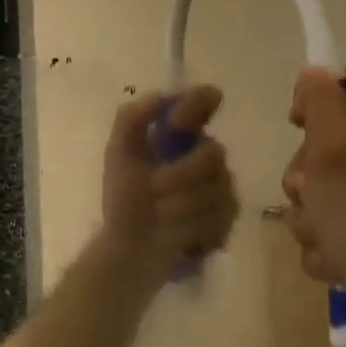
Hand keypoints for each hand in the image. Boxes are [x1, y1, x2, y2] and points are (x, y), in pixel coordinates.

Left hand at [100, 86, 239, 290]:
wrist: (129, 250)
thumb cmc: (124, 199)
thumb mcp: (118, 156)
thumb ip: (131, 121)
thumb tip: (158, 96)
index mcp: (182, 134)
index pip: (204, 100)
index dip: (198, 104)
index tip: (176, 122)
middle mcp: (206, 155)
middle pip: (213, 153)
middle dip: (180, 174)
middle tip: (154, 189)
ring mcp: (221, 187)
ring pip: (216, 190)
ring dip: (180, 207)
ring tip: (159, 218)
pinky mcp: (227, 220)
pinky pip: (219, 219)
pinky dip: (190, 229)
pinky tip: (175, 236)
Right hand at [281, 68, 345, 303]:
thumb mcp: (332, 149)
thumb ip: (321, 102)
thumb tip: (314, 71)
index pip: (342, 84)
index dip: (313, 99)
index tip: (298, 125)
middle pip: (321, 140)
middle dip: (304, 172)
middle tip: (313, 192)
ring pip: (317, 186)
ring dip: (308, 212)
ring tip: (323, 233)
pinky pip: (326, 221)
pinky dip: (322, 240)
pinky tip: (332, 254)